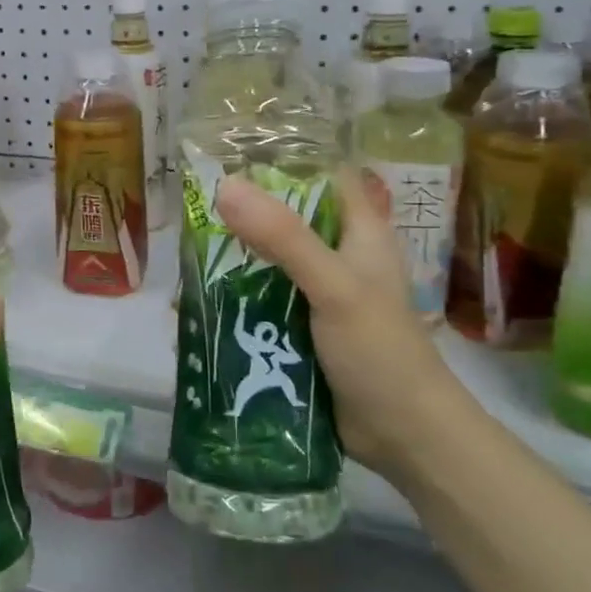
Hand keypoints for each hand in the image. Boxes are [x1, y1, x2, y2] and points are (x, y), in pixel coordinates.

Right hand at [213, 168, 461, 475]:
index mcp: (360, 234)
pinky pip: (264, 304)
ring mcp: (320, 296)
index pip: (325, 178)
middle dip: (245, 217)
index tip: (233, 156)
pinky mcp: (303, 330)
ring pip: (270, 265)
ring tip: (187, 256)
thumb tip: (225, 186)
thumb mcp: (333, 286)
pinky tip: (202, 302)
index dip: (286, 163)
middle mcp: (339, 258)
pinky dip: (238, 301)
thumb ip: (283, 238)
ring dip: (235, 262)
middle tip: (193, 210)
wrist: (403, 435)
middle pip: (288, 221)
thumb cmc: (379, 350)